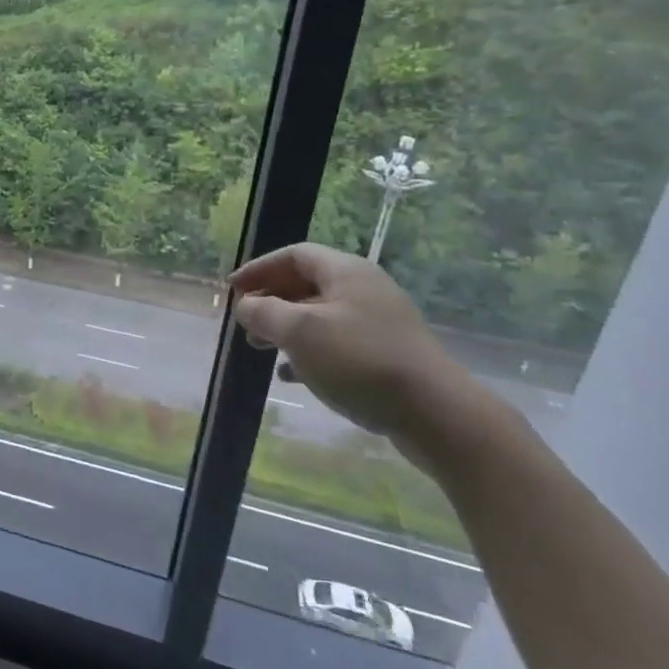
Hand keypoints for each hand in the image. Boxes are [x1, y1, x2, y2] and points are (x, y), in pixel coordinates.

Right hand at [229, 244, 487, 467]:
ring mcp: (378, 323)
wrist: (436, 413)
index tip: (232, 290)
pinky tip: (291, 376)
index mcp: (346, 272)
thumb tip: (245, 305)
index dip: (259, 268)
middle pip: (307, 283)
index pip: (294, 255)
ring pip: (320, 316)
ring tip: (261, 349)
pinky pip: (337, 344)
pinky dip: (309, 353)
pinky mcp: (386, 355)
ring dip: (287, 328)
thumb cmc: (360, 360)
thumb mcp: (300, 331)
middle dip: (271, 300)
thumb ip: (265, 313)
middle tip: (245, 321)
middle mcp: (364, 289)